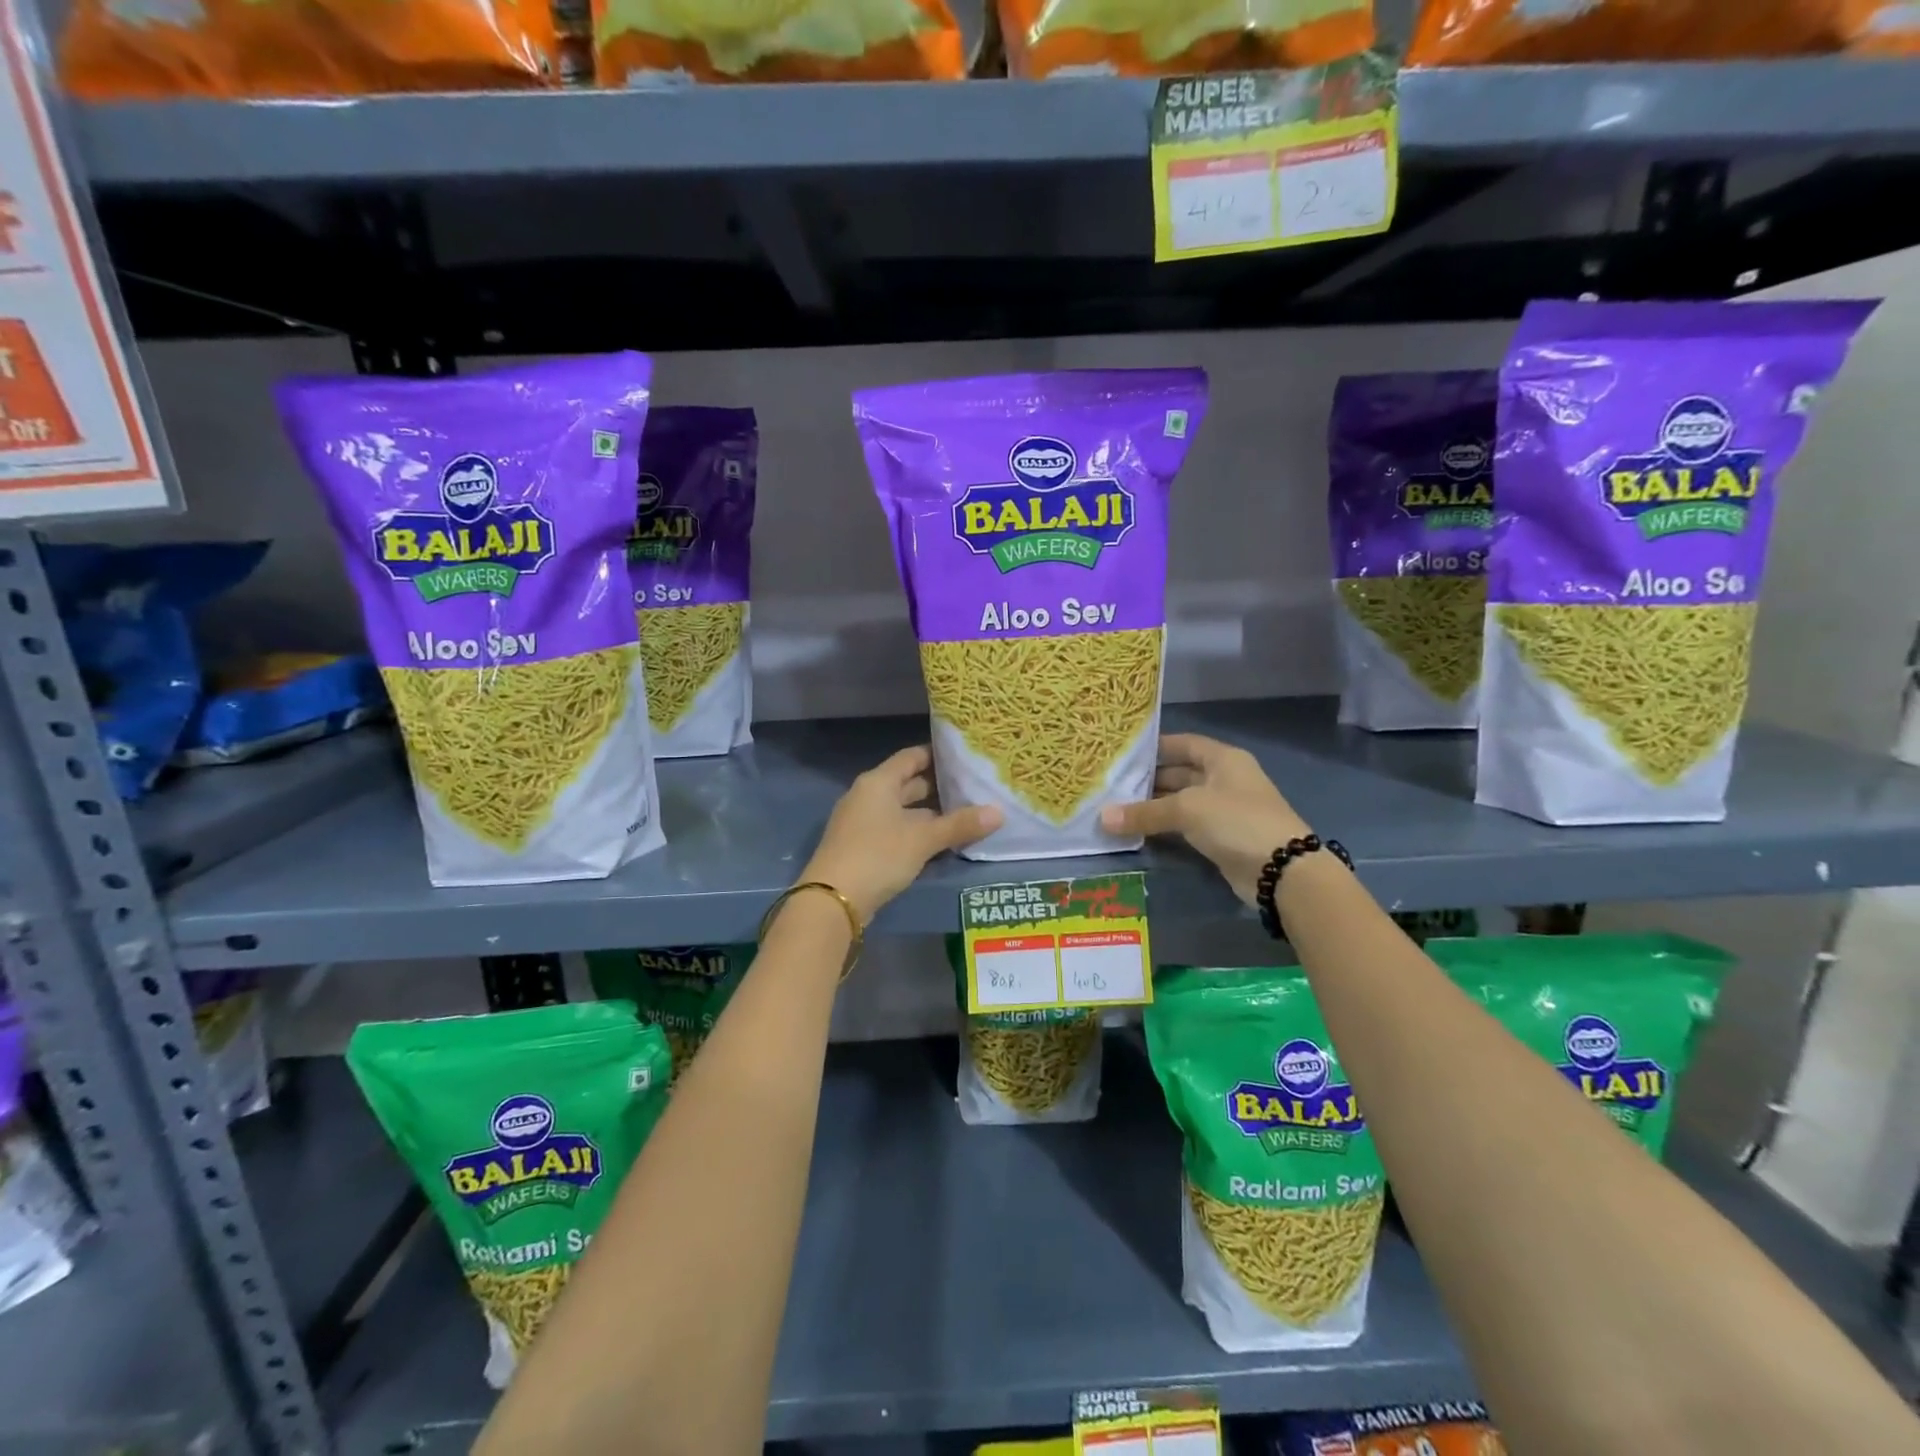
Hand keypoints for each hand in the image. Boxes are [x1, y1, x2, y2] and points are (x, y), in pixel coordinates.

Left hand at [802, 746, 1001, 921]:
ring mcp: (862, 821)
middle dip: (938, 786)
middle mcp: (868, 795)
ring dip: (930, 812)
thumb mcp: (923, 839)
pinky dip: (916, 831)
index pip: (912, 757)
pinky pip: (895, 829)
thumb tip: (999, 812)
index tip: (965, 757)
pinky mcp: (862, 846)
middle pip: (907, 783)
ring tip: (965, 814)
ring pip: (902, 809)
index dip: (937, 755)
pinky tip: (940, 841)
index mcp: (878, 782)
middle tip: (973, 787)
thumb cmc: (878, 855)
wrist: (833, 900)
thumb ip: (960, 825)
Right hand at [1099, 733, 1311, 906]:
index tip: (1122, 753)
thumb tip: (1102, 818)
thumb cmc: (1236, 821)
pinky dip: (1164, 828)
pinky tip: (1137, 831)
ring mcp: (1224, 810)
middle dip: (1147, 780)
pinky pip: (1186, 827)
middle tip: (1110, 785)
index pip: (1183, 744)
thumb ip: (1144, 812)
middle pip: (1179, 774)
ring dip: (1152, 807)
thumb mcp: (1187, 810)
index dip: (1155, 747)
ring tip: (1115, 809)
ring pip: (1180, 802)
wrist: (1282, 871)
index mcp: (1223, 759)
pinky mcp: (1221, 838)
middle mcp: (1224, 780)